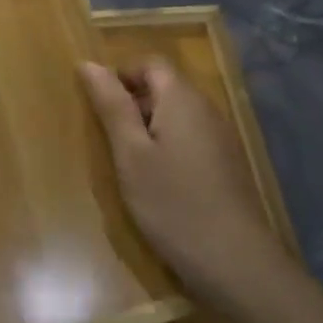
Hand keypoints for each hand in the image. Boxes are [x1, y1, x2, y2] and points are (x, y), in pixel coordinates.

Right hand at [80, 57, 296, 316]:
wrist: (234, 260)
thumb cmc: (172, 203)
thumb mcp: (130, 154)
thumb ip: (111, 106)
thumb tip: (88, 63)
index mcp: (182, 98)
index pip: (150, 62)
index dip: (121, 75)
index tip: (98, 107)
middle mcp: (206, 108)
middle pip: (165, 86)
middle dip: (133, 102)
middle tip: (108, 138)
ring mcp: (220, 136)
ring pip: (177, 114)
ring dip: (149, 127)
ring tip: (128, 162)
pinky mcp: (226, 163)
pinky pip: (190, 137)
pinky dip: (167, 146)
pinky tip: (157, 181)